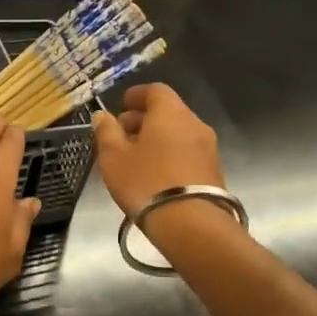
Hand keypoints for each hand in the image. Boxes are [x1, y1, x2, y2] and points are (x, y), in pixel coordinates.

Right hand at [91, 83, 224, 217]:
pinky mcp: (213, 170)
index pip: (156, 91)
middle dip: (143, 119)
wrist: (191, 224)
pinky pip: (186, 151)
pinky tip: (154, 173)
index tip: (122, 104)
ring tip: (134, 157)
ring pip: (178, 133)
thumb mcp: (114, 157)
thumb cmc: (146, 182)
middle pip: (168, 112)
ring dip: (156, 138)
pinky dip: (169, 153)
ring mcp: (208, 148)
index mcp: (170, 113)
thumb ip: (106, 131)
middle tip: (122, 134)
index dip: (137, 95)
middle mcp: (194, 124)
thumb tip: (103, 115)